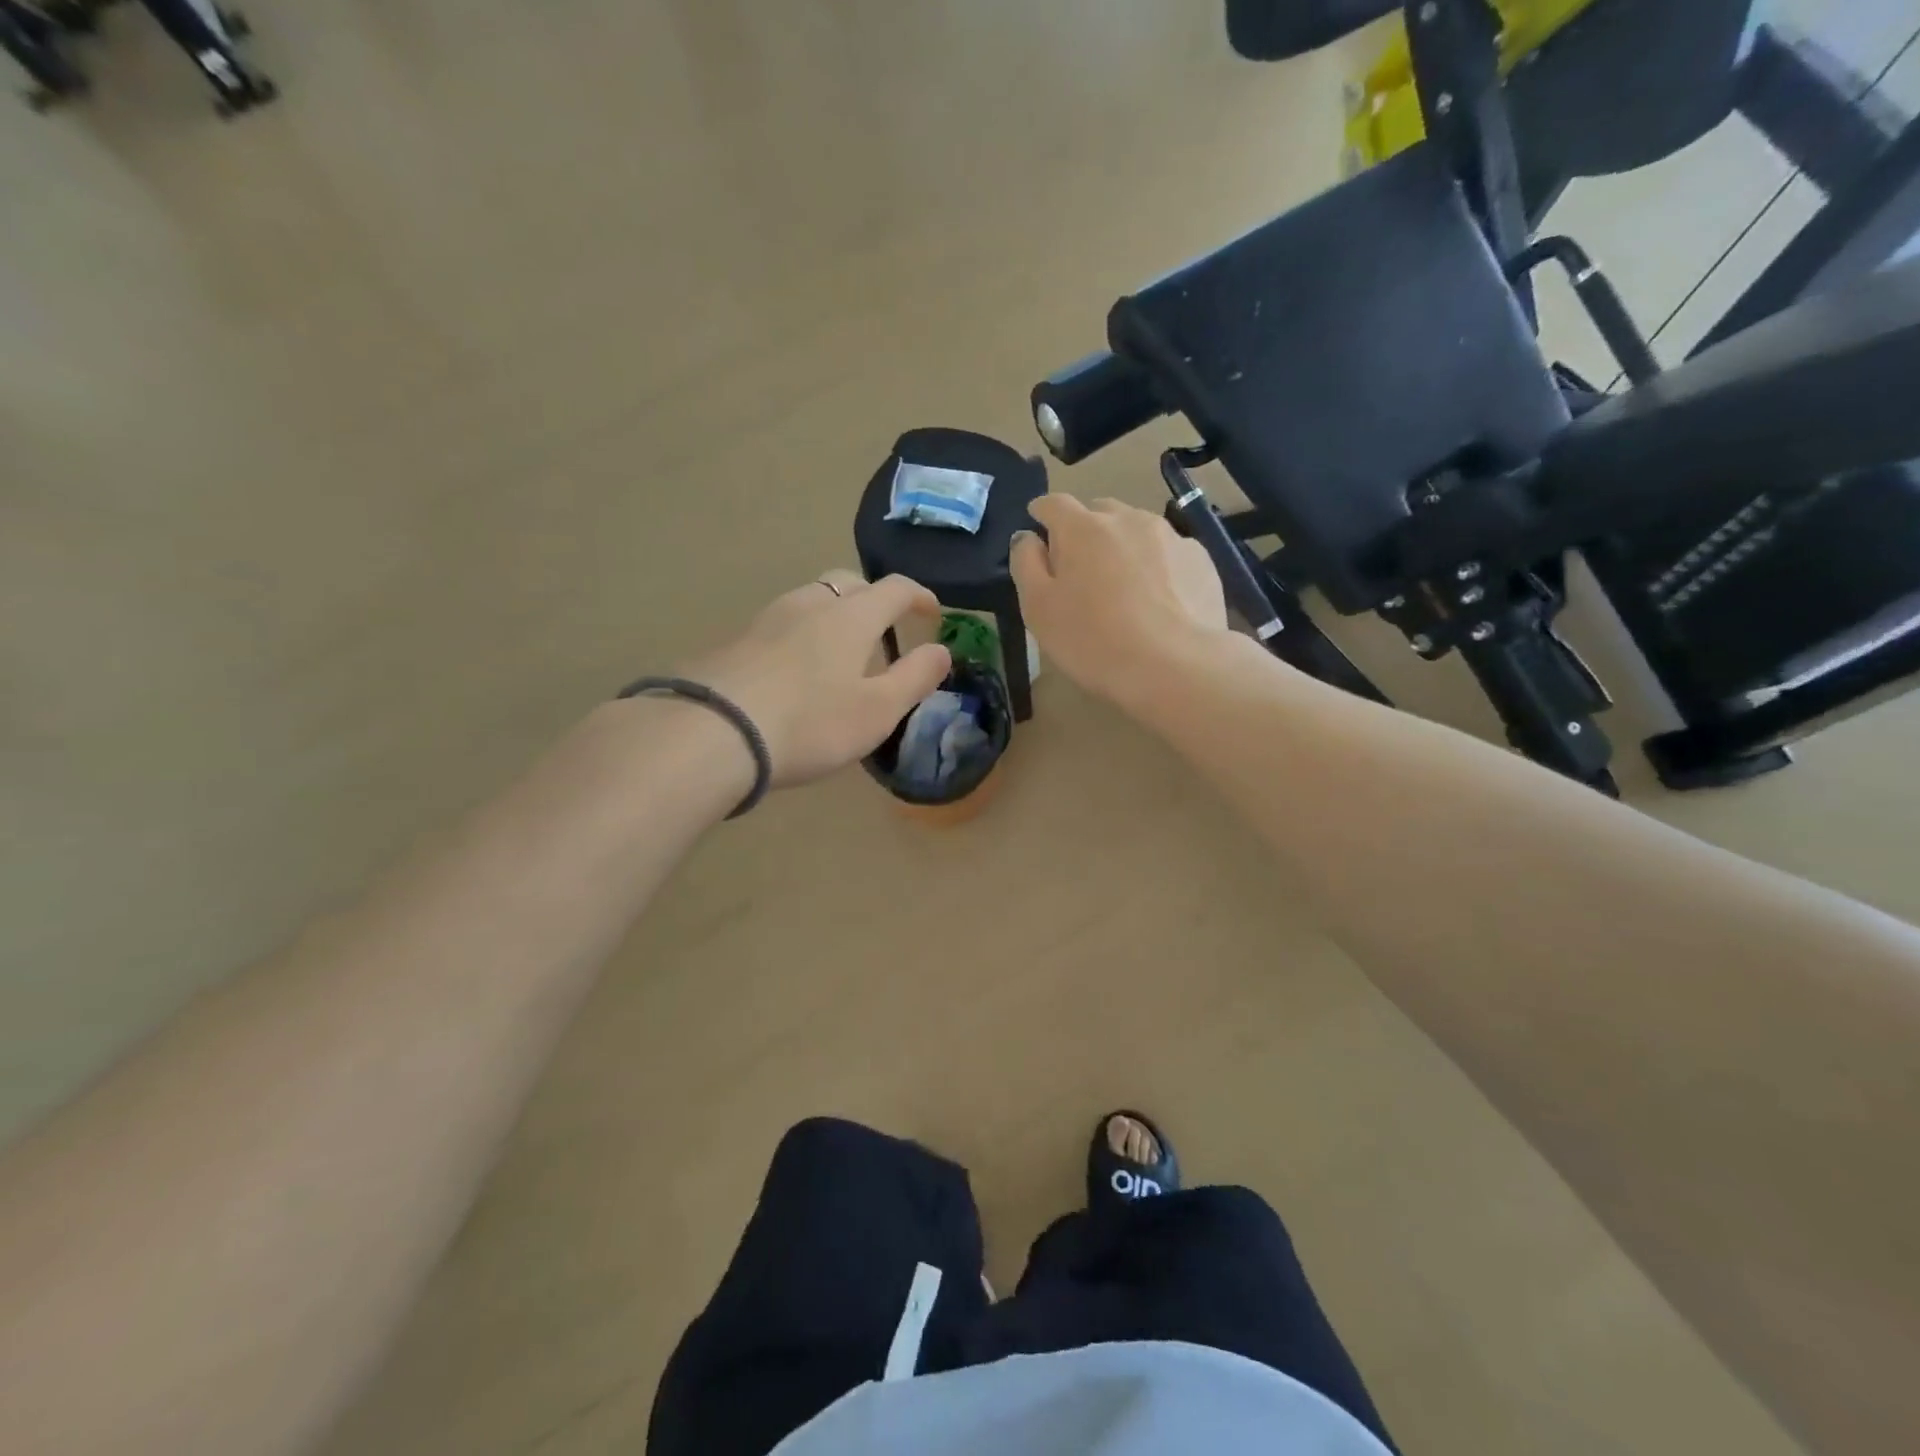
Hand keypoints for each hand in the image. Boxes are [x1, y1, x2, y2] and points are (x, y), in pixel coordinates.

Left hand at [684, 570, 951, 787]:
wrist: (714, 732)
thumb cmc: (811, 723)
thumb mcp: (878, 710)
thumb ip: (915, 679)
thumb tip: (942, 651)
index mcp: (851, 616)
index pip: (894, 589)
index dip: (919, 596)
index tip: (932, 613)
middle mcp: (809, 604)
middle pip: (848, 583)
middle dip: (873, 599)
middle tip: (884, 630)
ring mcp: (767, 619)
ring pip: (810, 600)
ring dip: (834, 615)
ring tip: (840, 651)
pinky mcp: (736, 641)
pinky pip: (782, 624)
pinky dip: (802, 634)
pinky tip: (795, 670)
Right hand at [1010, 495, 1227, 704]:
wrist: (1176, 666)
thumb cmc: (1093, 640)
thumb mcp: (1038, 609)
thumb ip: (1026, 564)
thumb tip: (1028, 538)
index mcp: (1082, 527)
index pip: (1054, 504)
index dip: (1041, 514)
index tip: (1037, 529)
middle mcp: (1128, 519)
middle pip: (1098, 512)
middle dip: (1085, 531)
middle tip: (1080, 568)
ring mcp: (1170, 536)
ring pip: (1137, 529)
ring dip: (1123, 546)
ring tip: (1123, 585)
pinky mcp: (1201, 560)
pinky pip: (1169, 553)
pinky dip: (1157, 566)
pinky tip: (1159, 600)